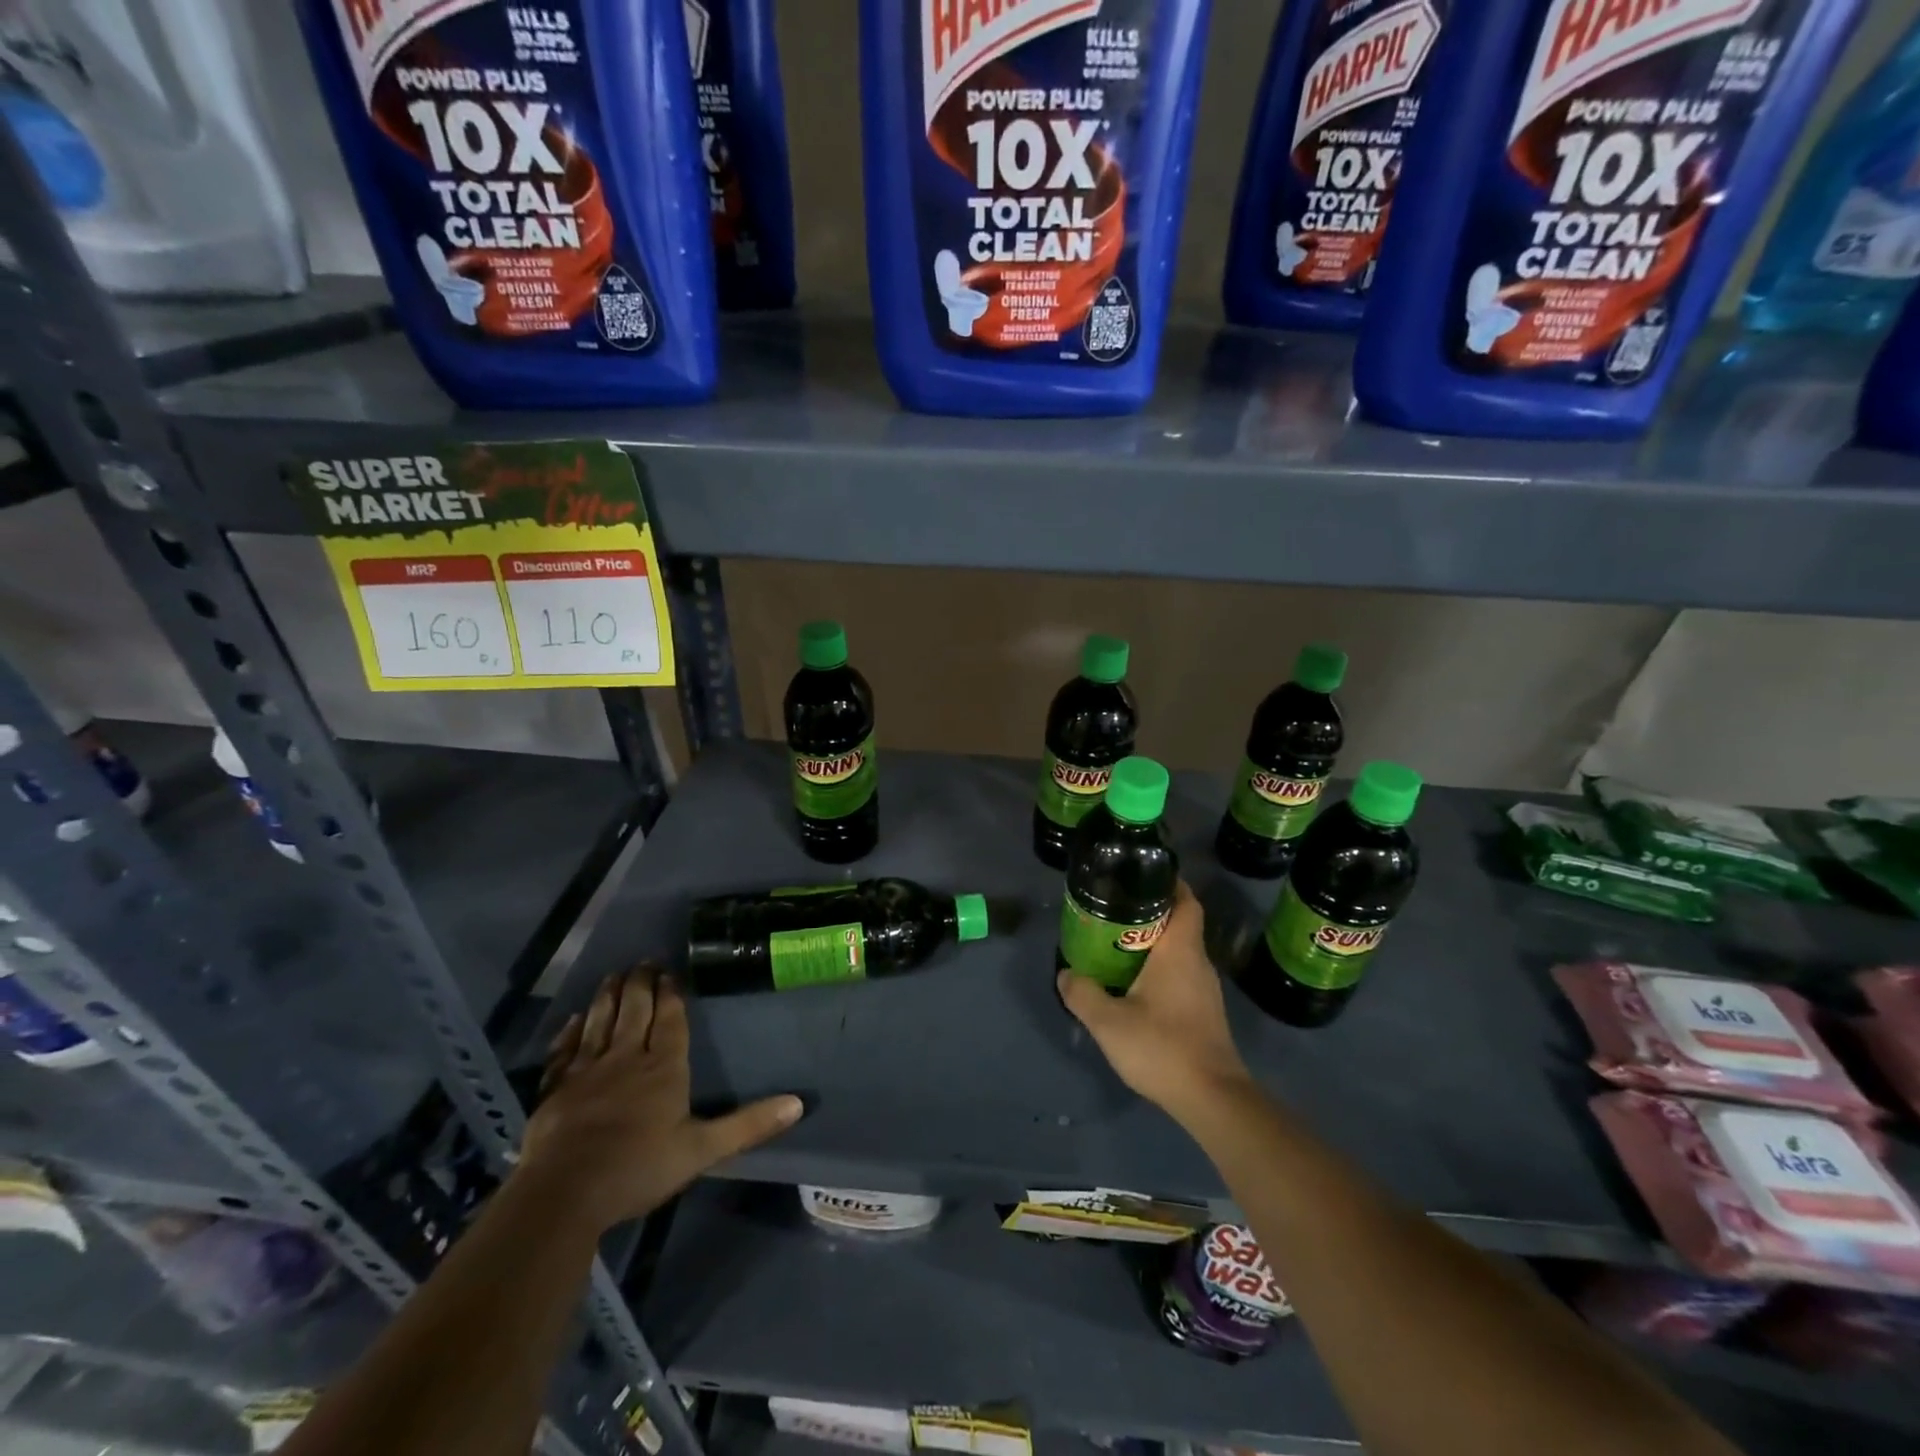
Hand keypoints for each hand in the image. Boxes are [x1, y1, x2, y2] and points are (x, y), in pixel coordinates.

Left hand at [518, 968, 802, 1229]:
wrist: (564, 1194)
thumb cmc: (639, 1168)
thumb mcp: (703, 1150)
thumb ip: (748, 1124)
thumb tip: (798, 1103)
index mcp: (663, 1067)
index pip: (669, 1019)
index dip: (671, 994)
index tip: (670, 971)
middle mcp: (625, 1058)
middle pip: (634, 1010)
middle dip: (640, 983)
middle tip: (644, 962)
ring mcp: (586, 1070)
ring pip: (599, 1021)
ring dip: (607, 996)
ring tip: (613, 975)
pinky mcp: (555, 1089)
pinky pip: (565, 1050)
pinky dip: (570, 1031)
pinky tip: (573, 1020)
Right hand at [1057, 882, 1255, 1126]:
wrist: (1212, 1099)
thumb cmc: (1163, 1047)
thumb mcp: (1109, 1022)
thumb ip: (1083, 994)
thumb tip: (1066, 974)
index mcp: (1180, 951)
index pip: (1186, 901)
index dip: (1170, 883)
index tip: (1141, 875)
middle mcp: (1198, 962)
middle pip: (1180, 923)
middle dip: (1150, 912)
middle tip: (1114, 910)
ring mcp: (1205, 989)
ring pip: (1180, 951)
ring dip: (1153, 943)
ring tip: (1116, 944)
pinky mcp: (1204, 1012)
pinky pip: (1181, 974)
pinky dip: (1160, 968)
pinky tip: (1134, 984)